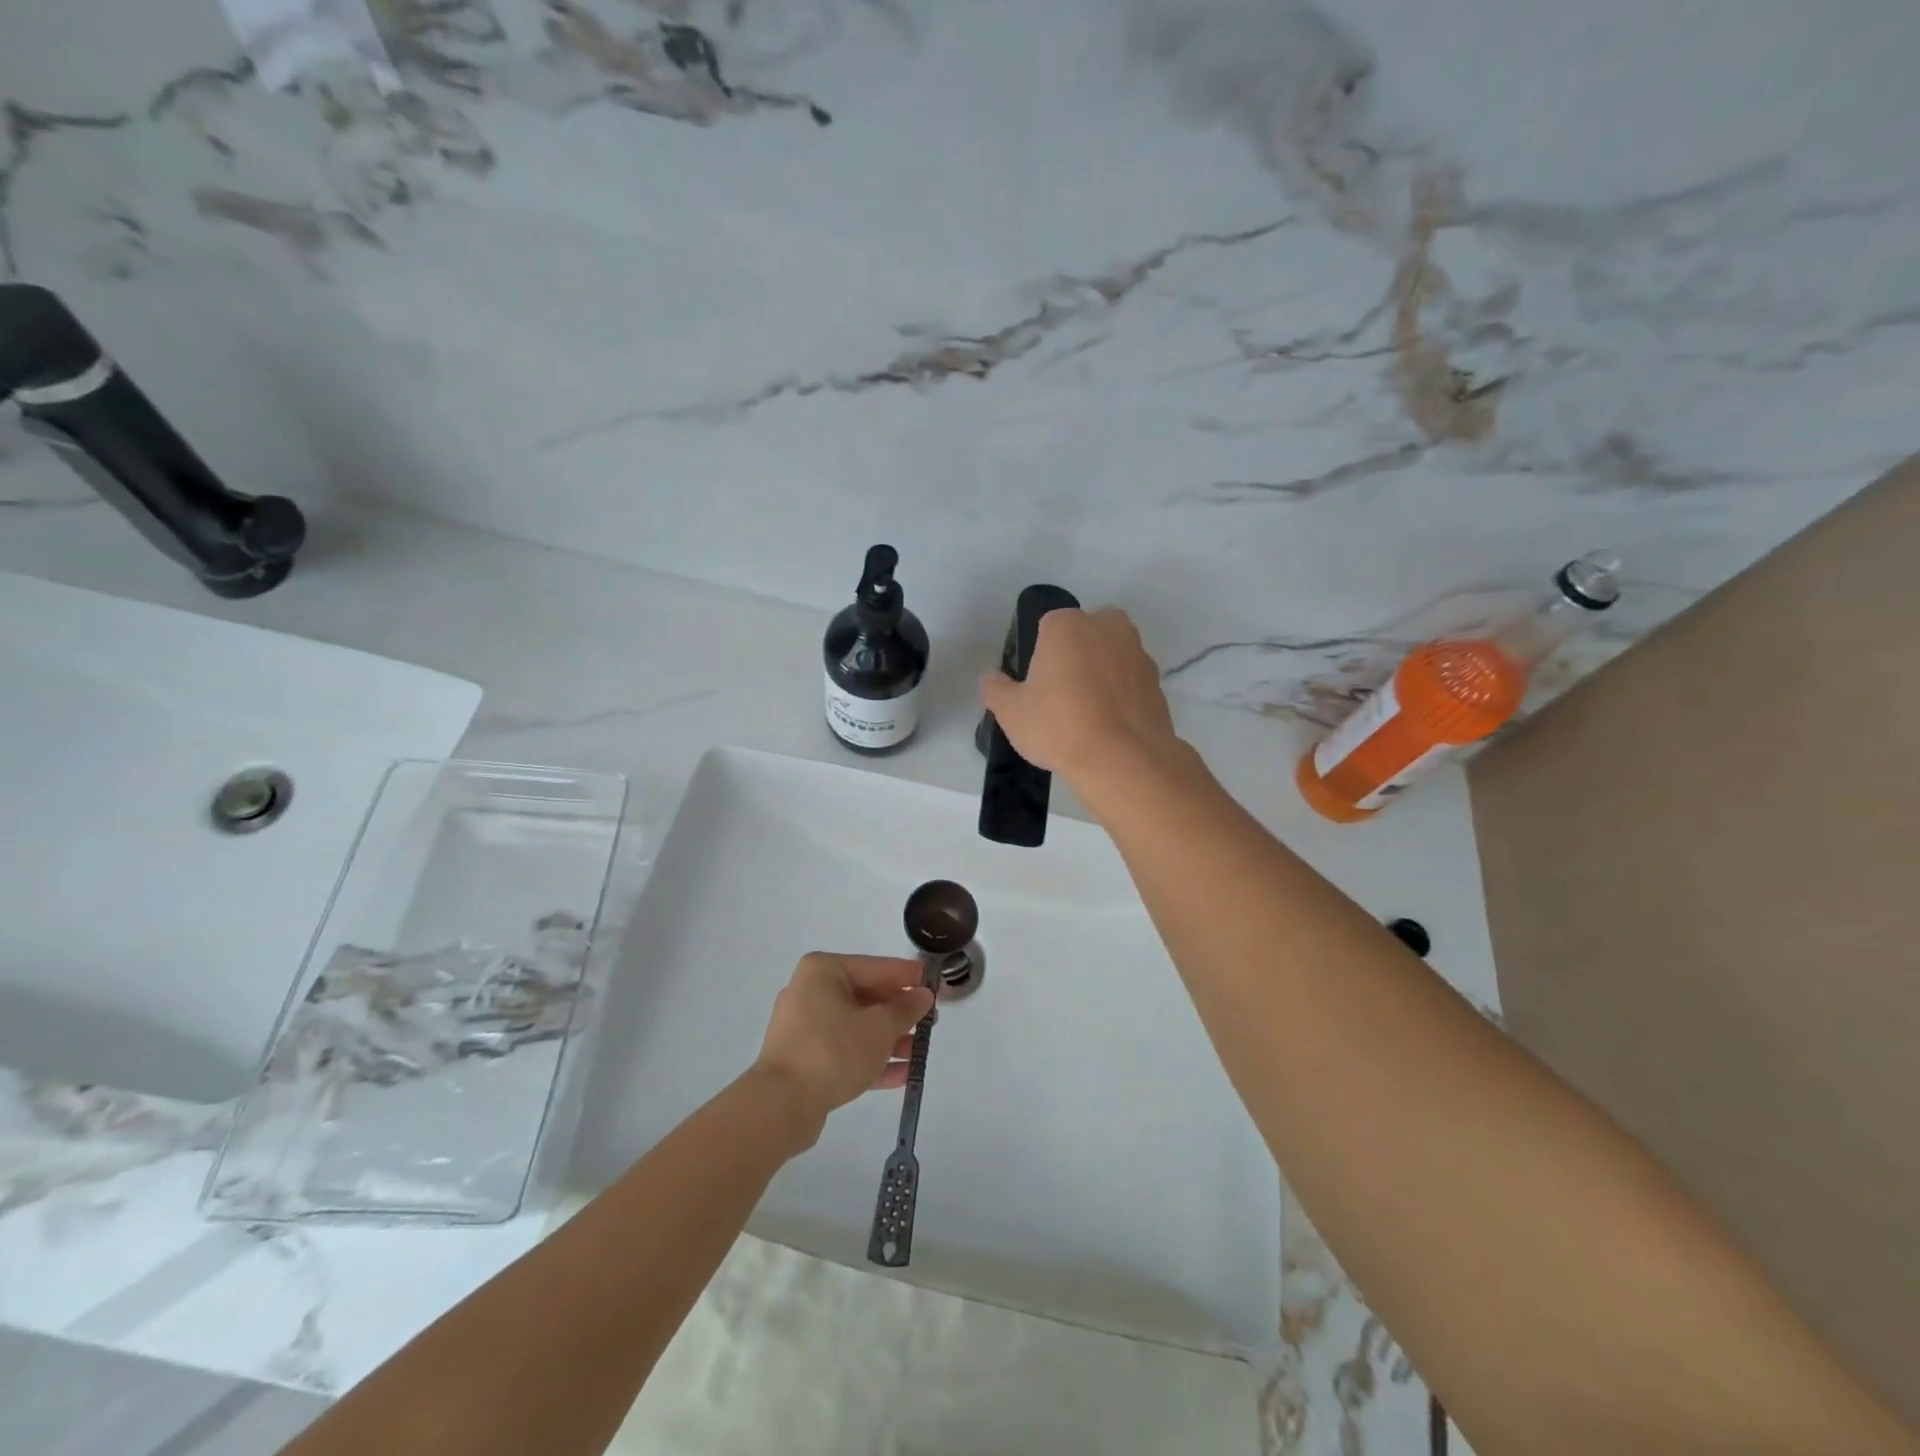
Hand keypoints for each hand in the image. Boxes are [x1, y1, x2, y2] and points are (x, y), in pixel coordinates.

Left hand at [753, 953, 934, 1147]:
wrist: (781, 1105)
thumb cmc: (833, 1050)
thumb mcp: (879, 1027)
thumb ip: (905, 1009)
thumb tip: (924, 995)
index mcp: (824, 971)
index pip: (878, 967)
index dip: (911, 978)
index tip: (938, 985)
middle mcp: (811, 992)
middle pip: (867, 997)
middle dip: (900, 1013)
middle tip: (932, 1022)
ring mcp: (805, 1028)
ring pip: (857, 1027)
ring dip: (890, 1039)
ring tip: (921, 1052)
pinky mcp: (805, 1059)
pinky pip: (845, 1051)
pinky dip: (871, 1059)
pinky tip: (903, 1075)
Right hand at [979, 608, 1187, 790]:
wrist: (1123, 759)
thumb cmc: (1058, 726)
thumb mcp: (1011, 712)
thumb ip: (996, 689)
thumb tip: (990, 679)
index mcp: (1067, 625)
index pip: (1048, 626)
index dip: (1040, 654)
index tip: (1036, 684)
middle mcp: (1107, 627)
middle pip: (1085, 635)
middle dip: (1075, 656)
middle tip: (1061, 695)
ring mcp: (1137, 653)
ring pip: (1111, 656)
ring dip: (1101, 674)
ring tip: (1087, 714)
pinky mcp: (1158, 682)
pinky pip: (1130, 682)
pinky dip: (1121, 696)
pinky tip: (1109, 726)